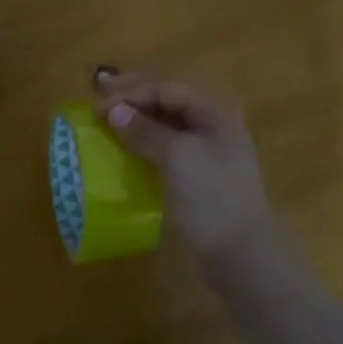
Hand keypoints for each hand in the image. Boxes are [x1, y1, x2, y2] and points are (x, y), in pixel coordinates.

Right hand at [95, 71, 274, 267]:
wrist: (243, 255)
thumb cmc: (212, 197)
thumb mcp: (178, 157)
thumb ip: (146, 131)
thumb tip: (114, 111)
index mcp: (214, 110)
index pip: (167, 88)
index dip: (132, 92)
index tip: (99, 103)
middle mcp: (213, 122)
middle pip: (168, 99)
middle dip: (134, 96)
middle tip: (100, 96)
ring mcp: (209, 149)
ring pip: (168, 122)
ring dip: (139, 118)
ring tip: (110, 119)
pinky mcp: (201, 173)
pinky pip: (169, 145)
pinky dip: (146, 141)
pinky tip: (128, 146)